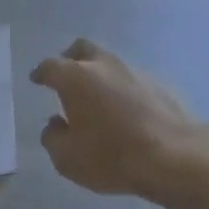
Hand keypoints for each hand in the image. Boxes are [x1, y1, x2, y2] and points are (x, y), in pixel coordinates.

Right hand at [29, 38, 208, 200]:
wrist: (172, 156)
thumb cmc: (110, 157)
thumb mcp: (67, 158)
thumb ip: (53, 138)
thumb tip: (54, 123)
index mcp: (76, 79)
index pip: (51, 67)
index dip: (41, 73)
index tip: (37, 79)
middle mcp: (106, 65)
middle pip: (83, 50)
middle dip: (70, 59)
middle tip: (65, 75)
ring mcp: (136, 71)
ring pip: (110, 64)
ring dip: (99, 76)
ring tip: (97, 99)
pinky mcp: (160, 84)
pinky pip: (132, 81)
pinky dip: (122, 90)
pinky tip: (125, 112)